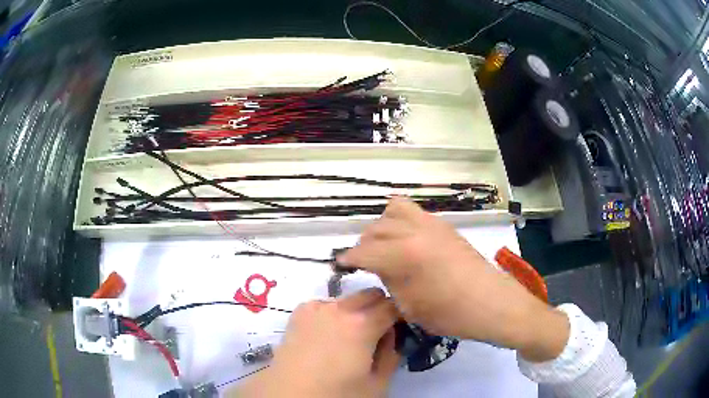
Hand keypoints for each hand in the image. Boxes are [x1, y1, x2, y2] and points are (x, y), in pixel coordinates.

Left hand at [236, 288, 400, 397]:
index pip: (394, 305)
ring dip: (356, 311)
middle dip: (381, 308)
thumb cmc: (336, 393)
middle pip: (372, 294)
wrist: (289, 393)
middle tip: (378, 333)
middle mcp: (340, 308)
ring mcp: (317, 307)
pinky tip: (326, 335)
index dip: (401, 315)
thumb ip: (391, 355)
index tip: (401, 328)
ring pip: (348, 299)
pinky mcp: (299, 313)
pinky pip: (325, 304)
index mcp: (363, 324)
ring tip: (349, 337)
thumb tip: (392, 335)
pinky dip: (333, 314)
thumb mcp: (377, 383)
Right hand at [339, 198, 568, 361]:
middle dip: (364, 244)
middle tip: (365, 262)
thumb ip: (389, 281)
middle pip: (376, 228)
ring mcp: (432, 224)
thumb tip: (380, 267)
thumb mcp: (409, 306)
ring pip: (394, 210)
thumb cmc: (450, 314)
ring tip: (386, 246)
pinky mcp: (445, 225)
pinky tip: (408, 243)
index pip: (363, 250)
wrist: (491, 303)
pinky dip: (402, 222)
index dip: (348, 259)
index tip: (340, 265)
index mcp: (403, 254)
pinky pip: (414, 213)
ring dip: (383, 226)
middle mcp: (414, 231)